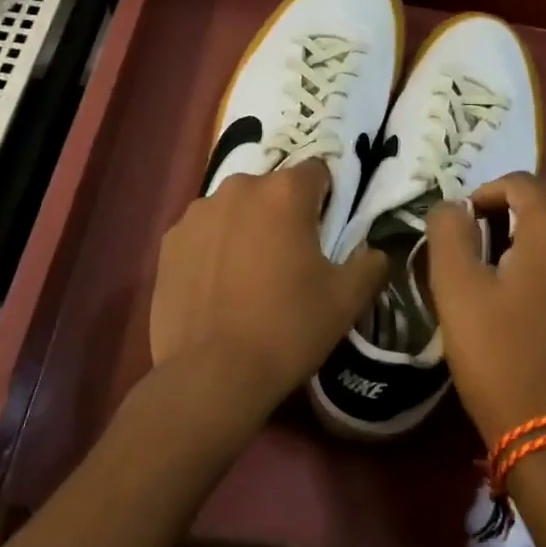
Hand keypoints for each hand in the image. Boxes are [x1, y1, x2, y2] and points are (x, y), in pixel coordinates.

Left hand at [149, 161, 386, 423]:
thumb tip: (375, 251)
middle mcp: (240, 188)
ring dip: (246, 227)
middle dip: (283, 212)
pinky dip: (213, 248)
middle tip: (289, 258)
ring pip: (235, 209)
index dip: (325, 198)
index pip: (317, 172)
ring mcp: (199, 212)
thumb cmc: (288, 328)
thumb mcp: (346, 300)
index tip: (324, 232)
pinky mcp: (170, 240)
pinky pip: (203, 232)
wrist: (211, 374)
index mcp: (286, 192)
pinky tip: (217, 286)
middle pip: (272, 188)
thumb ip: (370, 264)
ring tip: (248, 275)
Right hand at [426, 173, 545, 446]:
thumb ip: (449, 231)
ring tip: (506, 275)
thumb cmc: (499, 356)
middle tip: (480, 245)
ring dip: (537, 241)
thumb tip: (452, 206)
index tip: (462, 225)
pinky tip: (538, 309)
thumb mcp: (456, 288)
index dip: (486, 193)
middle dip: (512, 212)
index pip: (522, 183)